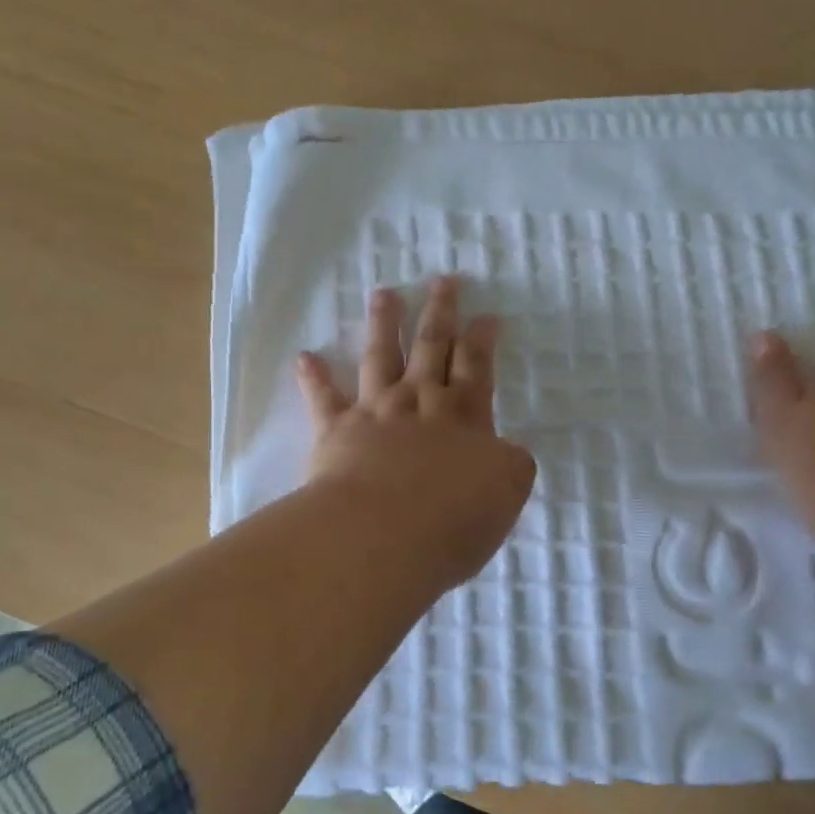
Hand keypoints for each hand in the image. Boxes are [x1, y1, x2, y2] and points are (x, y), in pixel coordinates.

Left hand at [297, 277, 536, 590]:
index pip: (477, 365)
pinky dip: (314, 378)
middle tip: (443, 281)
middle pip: (432, 346)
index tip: (486, 314)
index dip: (482, 338)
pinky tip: (305, 357)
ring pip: (381, 356)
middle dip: (440, 312)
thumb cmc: (454, 517)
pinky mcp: (336, 431)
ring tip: (384, 293)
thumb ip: (509, 464)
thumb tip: (504, 450)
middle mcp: (420, 401)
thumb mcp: (507, 491)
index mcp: (465, 415)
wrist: (385, 532)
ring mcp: (376, 411)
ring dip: (384, 324)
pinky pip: (323, 398)